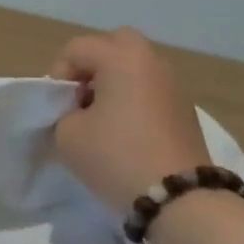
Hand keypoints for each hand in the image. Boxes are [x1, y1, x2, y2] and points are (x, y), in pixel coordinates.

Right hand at [49, 29, 209, 207]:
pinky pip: (150, 91)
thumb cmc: (115, 156)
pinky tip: (124, 134)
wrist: (178, 199)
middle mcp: (151, 62)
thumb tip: (75, 112)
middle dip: (92, 65)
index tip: (58, 107)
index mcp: (121, 58)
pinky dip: (133, 101)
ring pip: (135, 68)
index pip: (76, 49)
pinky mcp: (185, 111)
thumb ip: (62, 112)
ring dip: (114, 83)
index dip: (58, 75)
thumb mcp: (66, 134)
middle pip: (116, 44)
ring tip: (100, 119)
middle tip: (81, 97)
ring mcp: (174, 86)